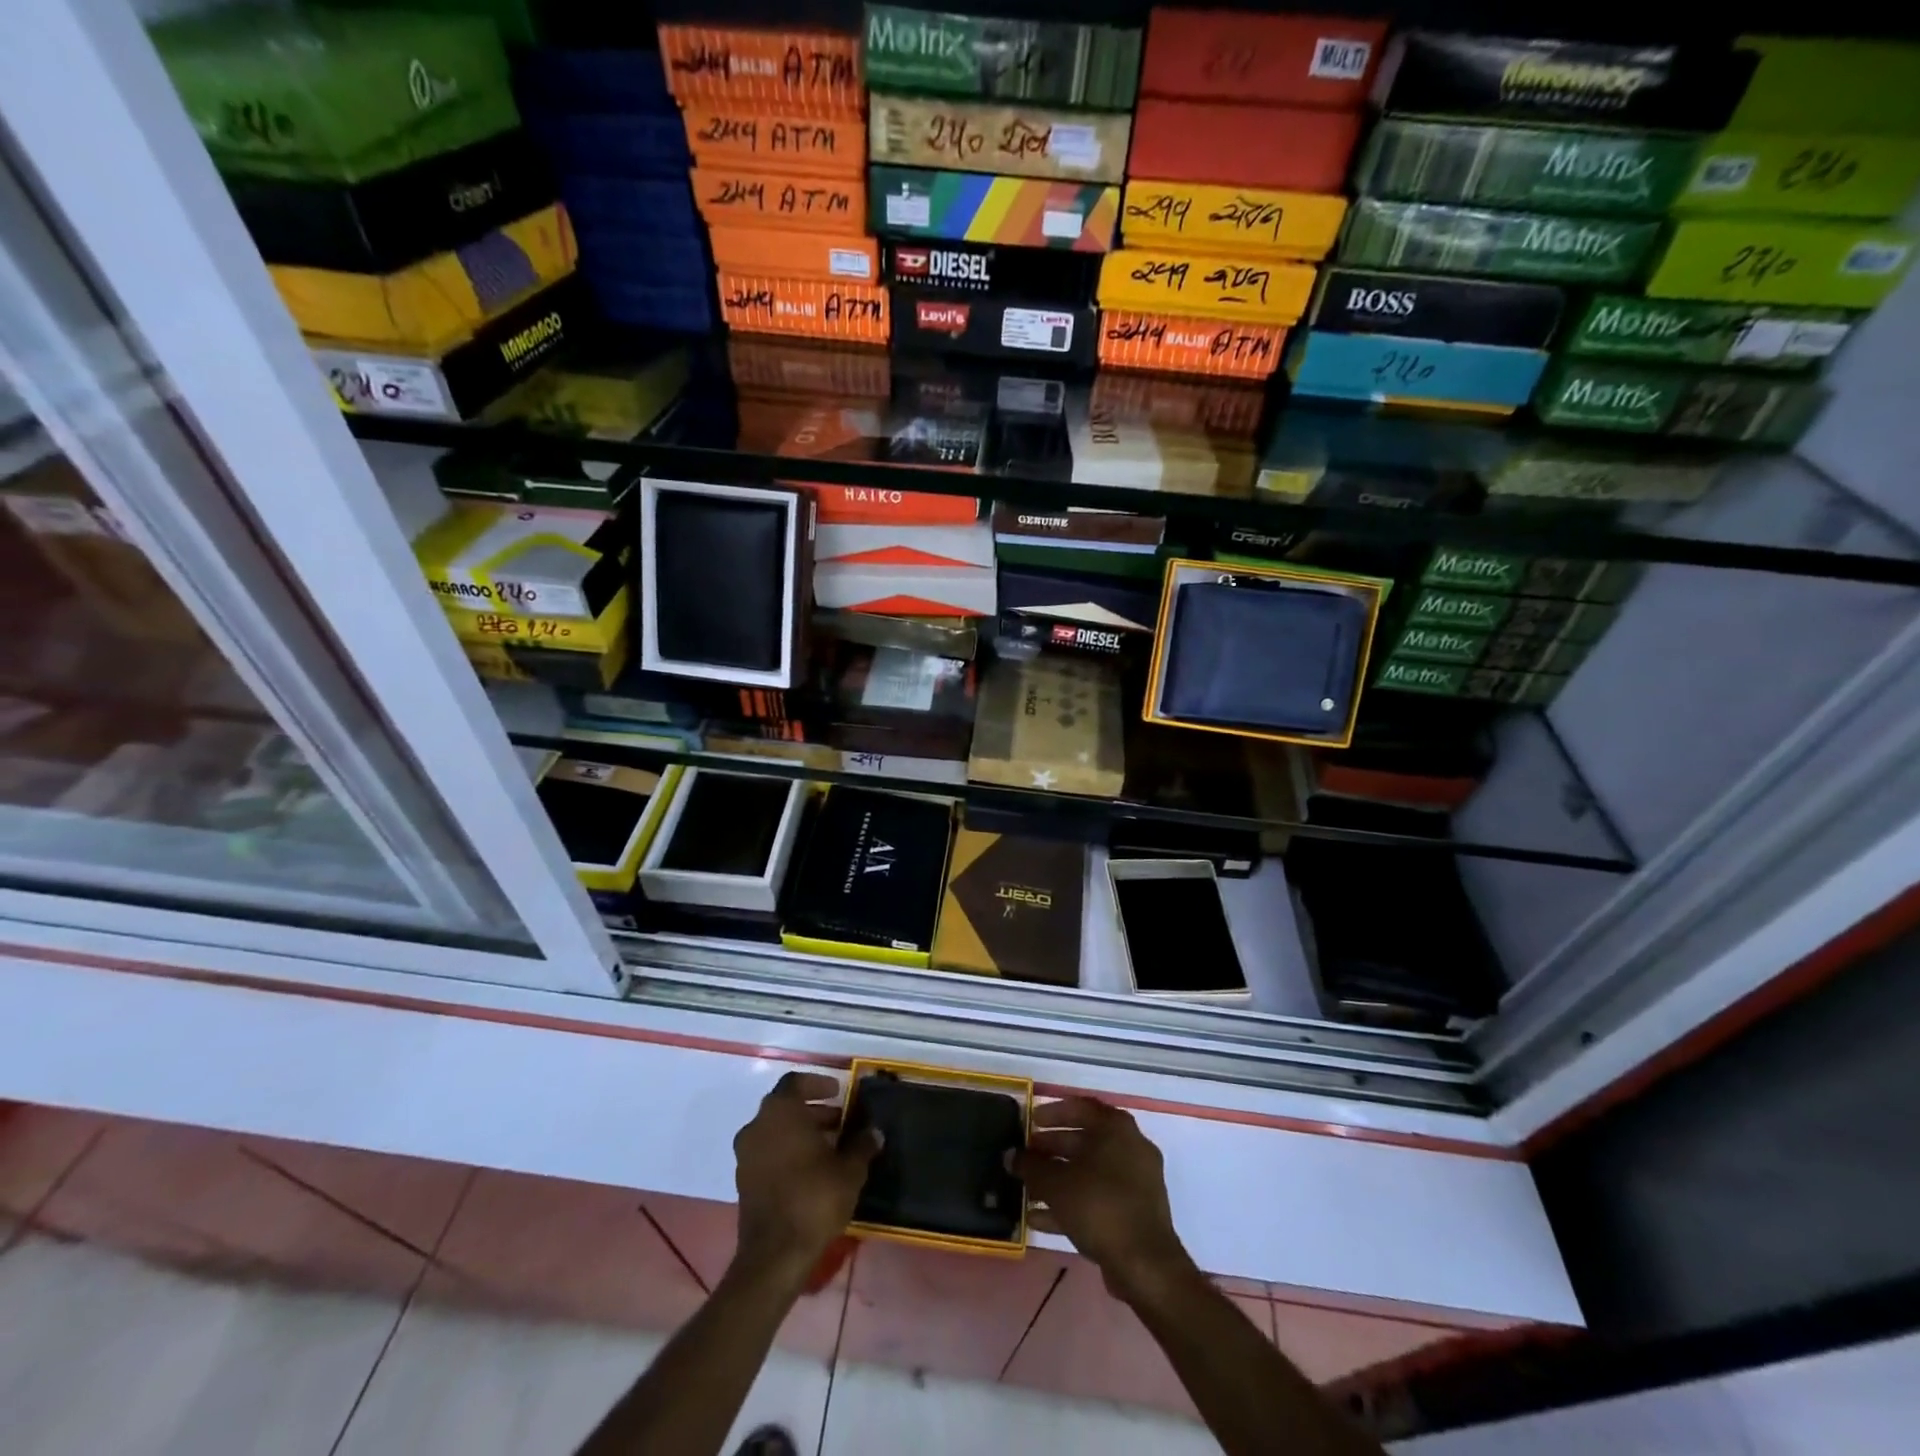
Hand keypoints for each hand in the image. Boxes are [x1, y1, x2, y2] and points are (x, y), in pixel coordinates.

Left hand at [732, 1071, 879, 1286]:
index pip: (795, 1082)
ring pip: (775, 1131)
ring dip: (801, 1133)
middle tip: (840, 1121)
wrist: (774, 1256)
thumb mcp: (849, 1170)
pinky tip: (812, 1171)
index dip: (818, 1083)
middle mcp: (757, 1126)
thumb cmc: (814, 1199)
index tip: (838, 1092)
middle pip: (785, 1107)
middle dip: (813, 1111)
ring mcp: (746, 1155)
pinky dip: (787, 1153)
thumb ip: (862, 1145)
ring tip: (830, 1148)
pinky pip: (767, 1154)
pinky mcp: (743, 1182)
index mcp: (780, 1112)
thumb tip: (874, 1132)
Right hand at [1015, 1097, 1194, 1303]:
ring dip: (1058, 1179)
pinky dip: (1071, 1203)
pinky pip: (1098, 1198)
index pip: (1081, 1107)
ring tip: (1027, 1188)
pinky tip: (1039, 1218)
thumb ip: (1031, 1166)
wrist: (1144, 1265)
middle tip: (1026, 1156)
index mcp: (1116, 1128)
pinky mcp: (1134, 1212)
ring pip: (1089, 1172)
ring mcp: (1136, 1181)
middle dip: (1052, 1148)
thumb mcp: (1056, 1184)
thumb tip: (1010, 1155)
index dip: (1052, 1113)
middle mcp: (1130, 1147)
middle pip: (1085, 1140)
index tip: (1030, 1122)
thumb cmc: (1099, 1206)